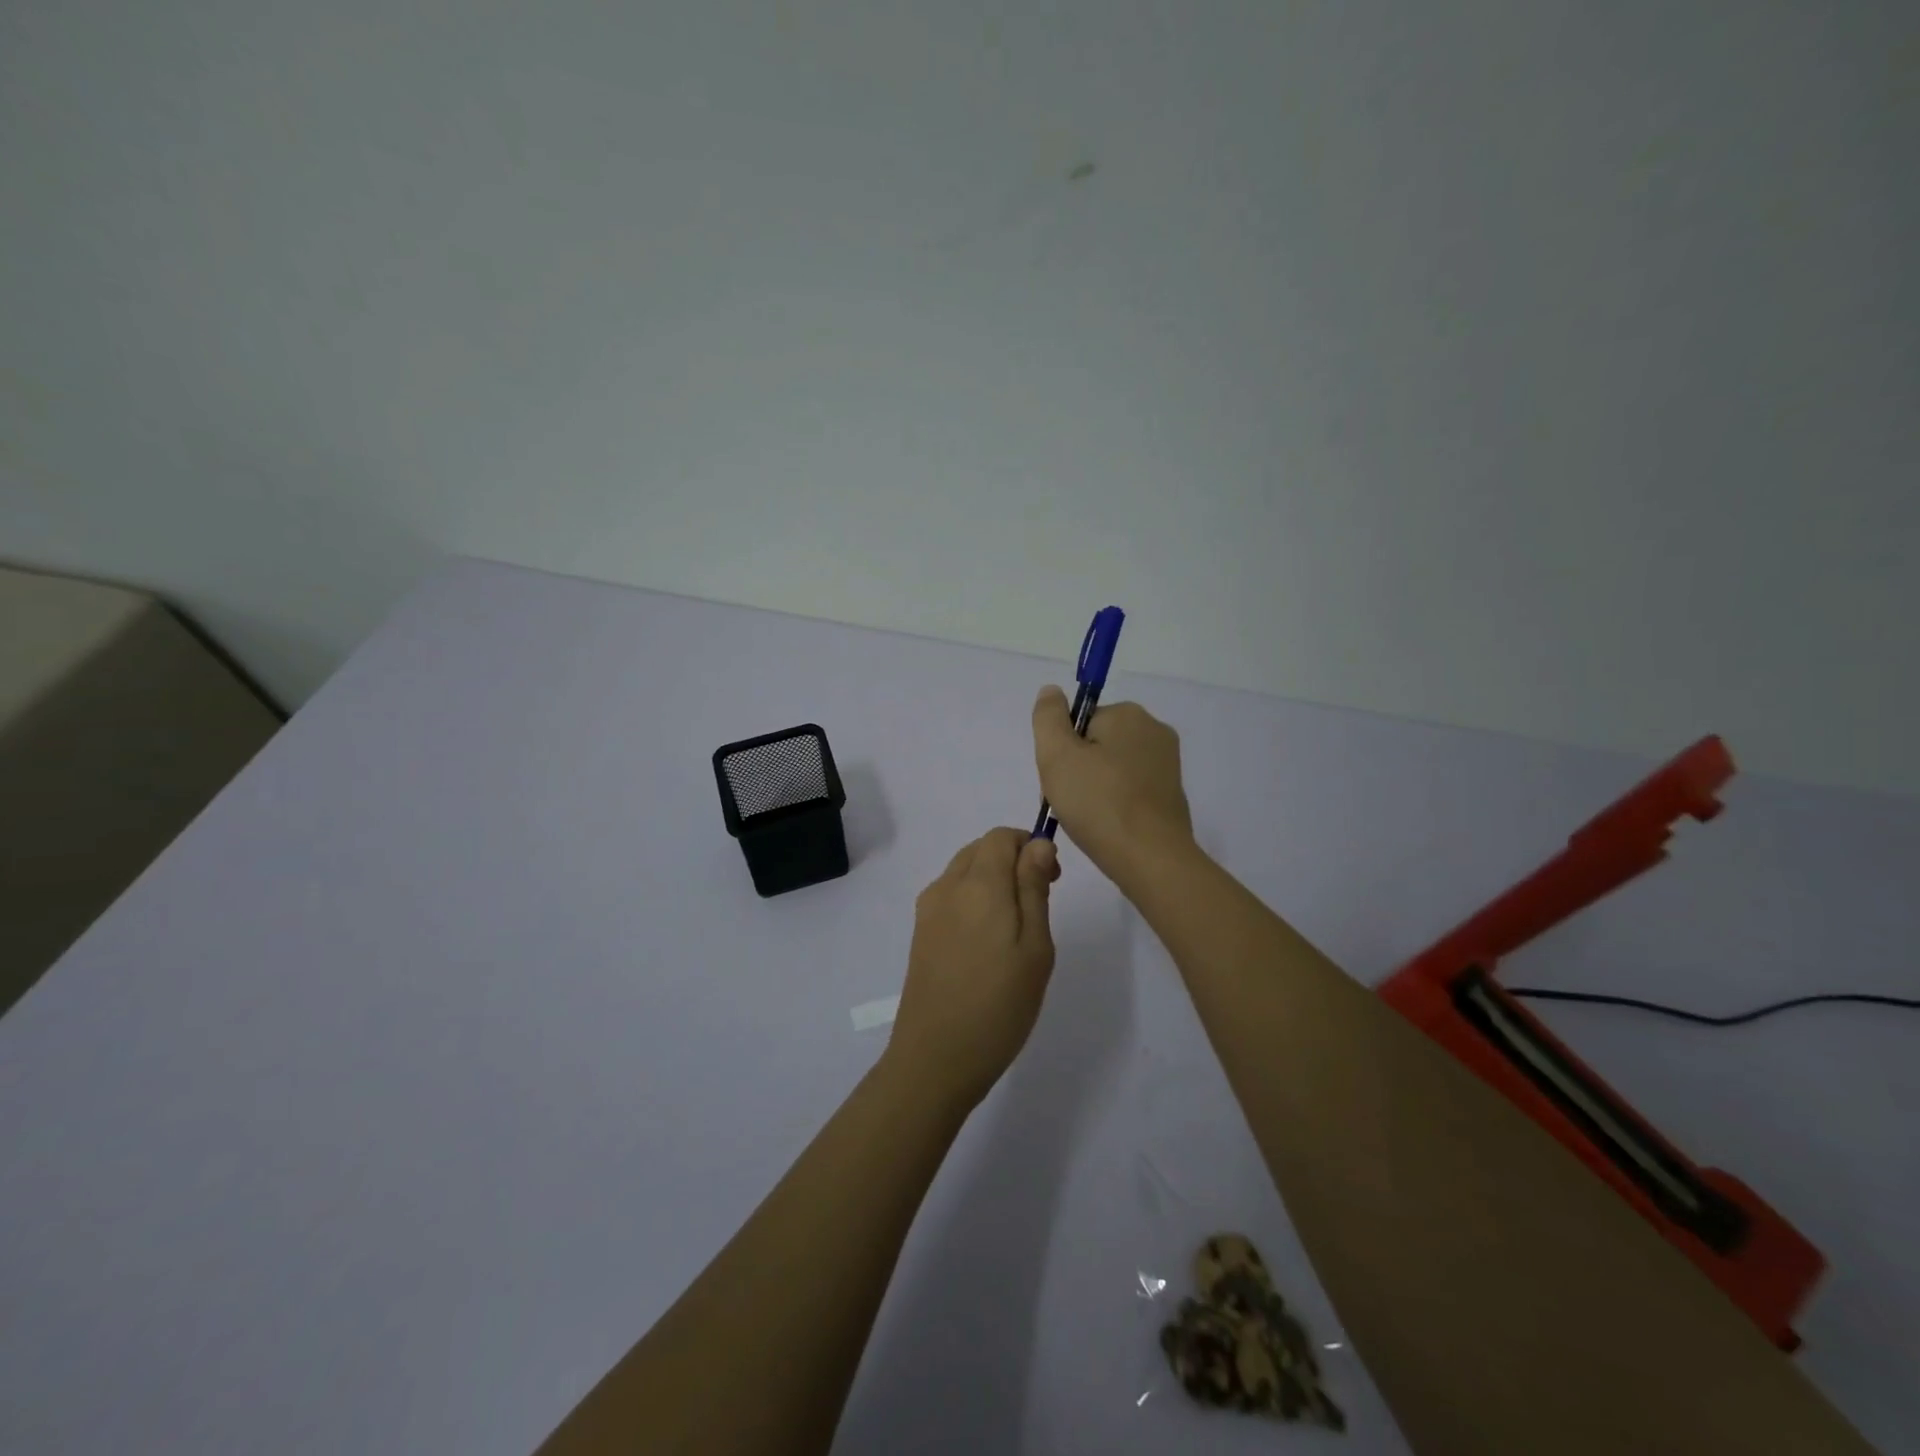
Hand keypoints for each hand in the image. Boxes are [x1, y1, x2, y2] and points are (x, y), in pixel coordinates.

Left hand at [885, 828, 1059, 1111]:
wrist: (936, 1058)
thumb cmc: (999, 1004)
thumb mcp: (1035, 946)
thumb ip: (1034, 887)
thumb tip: (1038, 843)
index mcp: (978, 883)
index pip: (1001, 836)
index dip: (1030, 845)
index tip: (1053, 879)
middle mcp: (947, 886)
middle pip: (980, 849)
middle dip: (1012, 860)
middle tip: (1039, 901)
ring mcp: (928, 910)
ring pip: (964, 871)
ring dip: (992, 879)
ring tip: (1015, 926)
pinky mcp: (920, 933)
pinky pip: (950, 895)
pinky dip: (973, 899)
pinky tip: (987, 941)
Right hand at [1031, 687, 1193, 884]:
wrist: (1151, 859)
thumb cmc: (1098, 803)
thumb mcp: (1056, 755)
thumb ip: (1048, 718)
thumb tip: (1051, 691)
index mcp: (1128, 714)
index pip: (1078, 722)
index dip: (1062, 751)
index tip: (1060, 779)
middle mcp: (1154, 731)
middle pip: (1095, 743)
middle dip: (1077, 770)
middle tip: (1069, 803)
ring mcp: (1167, 764)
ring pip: (1111, 768)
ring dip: (1093, 789)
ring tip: (1087, 819)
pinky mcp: (1172, 794)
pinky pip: (1130, 790)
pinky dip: (1114, 804)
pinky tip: (1107, 827)